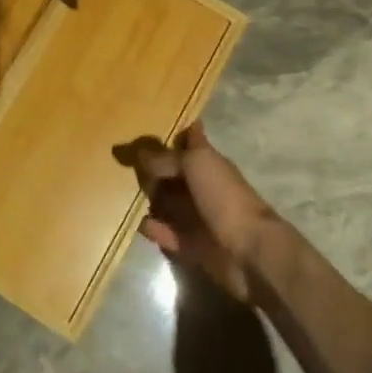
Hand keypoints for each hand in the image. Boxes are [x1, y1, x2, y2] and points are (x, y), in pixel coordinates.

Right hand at [121, 121, 274, 302]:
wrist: (249, 250)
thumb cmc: (224, 197)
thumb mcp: (195, 164)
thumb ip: (166, 158)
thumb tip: (139, 153)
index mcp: (208, 162)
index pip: (191, 140)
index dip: (177, 132)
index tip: (151, 123)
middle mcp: (202, 186)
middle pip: (174, 173)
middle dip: (152, 169)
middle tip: (124, 164)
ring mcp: (197, 216)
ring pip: (167, 203)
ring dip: (149, 199)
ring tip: (122, 193)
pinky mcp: (191, 245)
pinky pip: (166, 233)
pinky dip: (153, 229)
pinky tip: (139, 223)